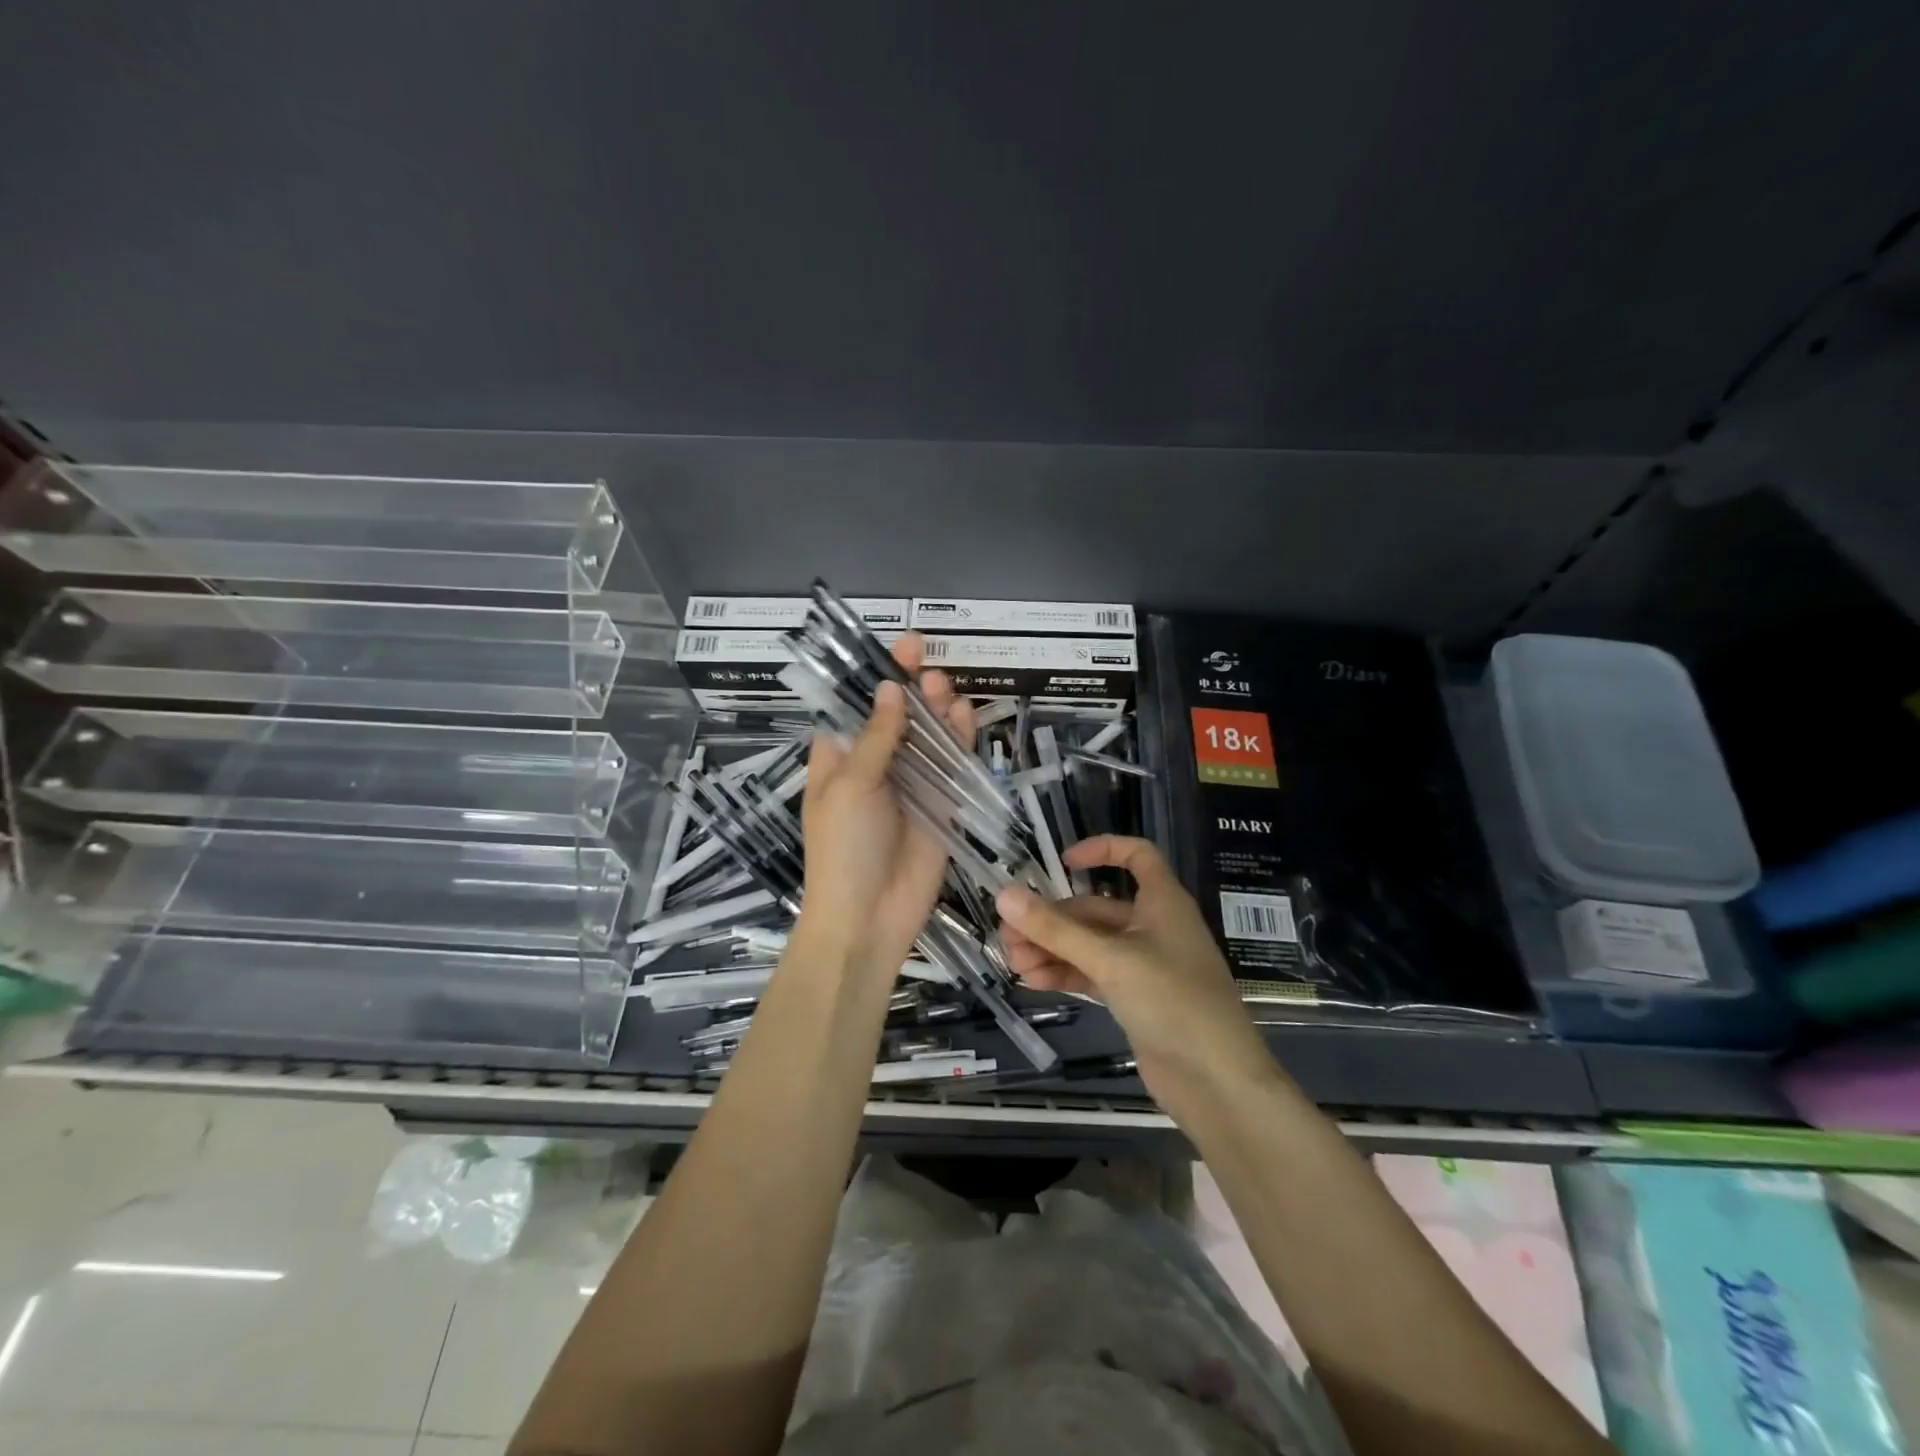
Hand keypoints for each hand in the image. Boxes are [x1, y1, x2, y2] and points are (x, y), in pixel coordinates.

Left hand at [797, 632, 974, 977]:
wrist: (868, 917)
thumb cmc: (843, 847)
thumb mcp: (851, 785)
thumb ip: (877, 736)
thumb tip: (890, 688)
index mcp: (840, 758)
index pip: (858, 706)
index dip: (876, 676)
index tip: (900, 646)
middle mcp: (876, 766)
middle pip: (898, 716)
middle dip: (912, 688)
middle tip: (927, 666)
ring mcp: (910, 784)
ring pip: (928, 736)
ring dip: (936, 708)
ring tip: (944, 686)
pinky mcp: (941, 804)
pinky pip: (951, 765)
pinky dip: (958, 740)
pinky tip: (964, 714)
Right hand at [996, 835, 1277, 1112]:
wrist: (1216, 1082)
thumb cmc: (1173, 1001)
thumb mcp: (1110, 959)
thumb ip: (1055, 930)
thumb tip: (1004, 895)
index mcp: (1162, 902)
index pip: (1136, 855)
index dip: (1101, 850)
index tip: (1061, 863)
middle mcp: (1153, 927)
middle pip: (1096, 908)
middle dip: (1053, 919)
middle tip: (1009, 933)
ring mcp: (1144, 965)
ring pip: (1090, 944)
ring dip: (1052, 949)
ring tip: (1013, 962)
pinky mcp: (1135, 998)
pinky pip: (1093, 974)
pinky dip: (1065, 973)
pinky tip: (1033, 981)